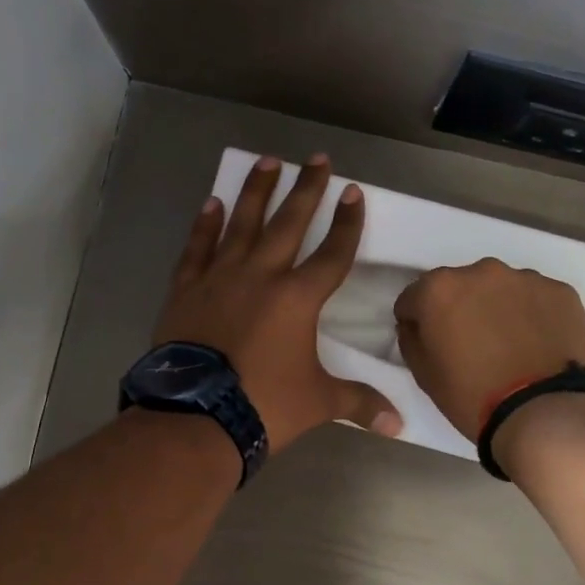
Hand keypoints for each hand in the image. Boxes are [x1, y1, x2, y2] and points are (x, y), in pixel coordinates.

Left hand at [155, 153, 401, 452]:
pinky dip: (205, 224)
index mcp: (298, 298)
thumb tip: (399, 425)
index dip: (347, 223)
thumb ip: (359, 403)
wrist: (196, 416)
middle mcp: (261, 275)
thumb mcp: (318, 402)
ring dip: (257, 191)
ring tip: (267, 161)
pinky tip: (213, 202)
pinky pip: (197, 247)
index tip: (353, 192)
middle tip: (316, 158)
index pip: (332, 253)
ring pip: (242, 223)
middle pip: (289, 223)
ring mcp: (220, 277)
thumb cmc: (264, 405)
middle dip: (306, 189)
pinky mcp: (186, 289)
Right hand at [393, 259, 584, 441]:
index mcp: (439, 289)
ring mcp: (525, 278)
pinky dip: (532, 314)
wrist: (542, 413)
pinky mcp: (560, 291)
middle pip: (460, 286)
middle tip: (471, 344)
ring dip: (497, 308)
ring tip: (509, 345)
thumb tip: (415, 325)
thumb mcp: (423, 374)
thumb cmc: (472, 396)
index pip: (414, 297)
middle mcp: (481, 271)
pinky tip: (536, 344)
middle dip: (460, 308)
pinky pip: (536, 298)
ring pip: (500, 289)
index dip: (417, 321)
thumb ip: (411, 339)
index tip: (429, 342)